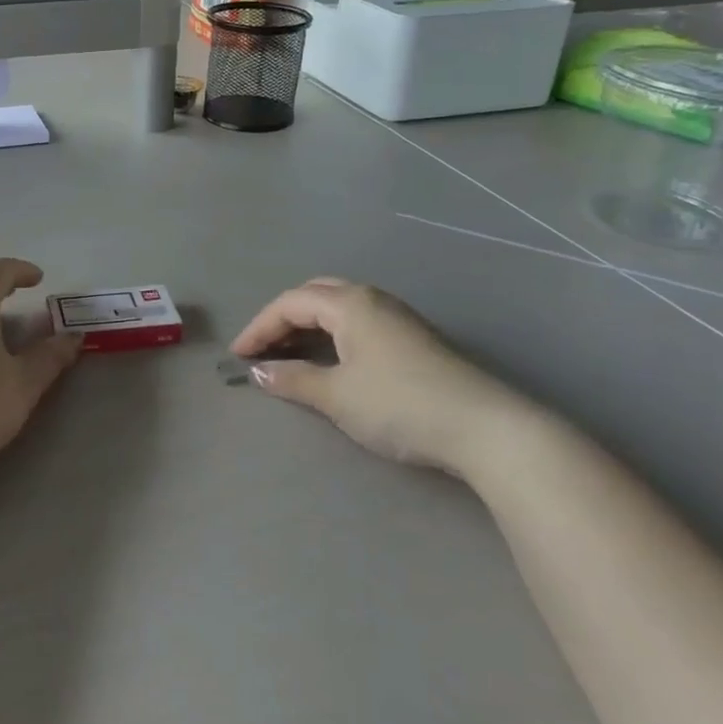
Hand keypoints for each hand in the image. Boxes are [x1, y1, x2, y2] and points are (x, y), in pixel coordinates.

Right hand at [231, 278, 536, 476]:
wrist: (484, 428)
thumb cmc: (399, 404)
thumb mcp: (337, 396)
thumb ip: (293, 380)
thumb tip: (258, 372)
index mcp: (349, 303)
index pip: (290, 303)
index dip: (259, 327)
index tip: (238, 357)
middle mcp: (372, 299)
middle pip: (315, 295)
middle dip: (283, 318)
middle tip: (263, 348)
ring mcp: (398, 317)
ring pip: (339, 308)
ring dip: (309, 326)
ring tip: (291, 355)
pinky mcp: (415, 339)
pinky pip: (359, 323)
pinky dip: (333, 335)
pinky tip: (333, 361)